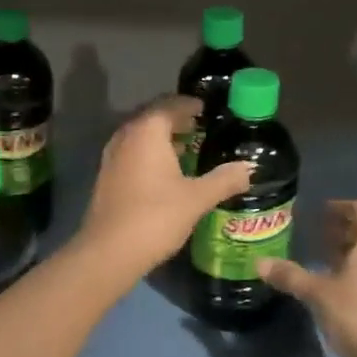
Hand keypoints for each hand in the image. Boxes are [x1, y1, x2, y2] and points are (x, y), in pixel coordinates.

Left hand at [74, 96, 254, 280]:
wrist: (109, 252)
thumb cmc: (156, 216)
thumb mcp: (197, 198)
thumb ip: (224, 179)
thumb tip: (249, 168)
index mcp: (148, 131)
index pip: (170, 104)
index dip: (189, 104)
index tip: (206, 109)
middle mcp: (126, 136)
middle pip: (153, 117)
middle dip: (176, 120)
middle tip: (200, 127)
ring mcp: (112, 156)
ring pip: (140, 136)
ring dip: (162, 138)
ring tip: (188, 149)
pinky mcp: (107, 176)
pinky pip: (132, 153)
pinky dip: (150, 154)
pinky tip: (166, 172)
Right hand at [257, 200, 356, 356]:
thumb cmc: (355, 315)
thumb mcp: (317, 293)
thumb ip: (289, 275)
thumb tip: (259, 262)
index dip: (341, 206)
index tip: (319, 211)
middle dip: (341, 227)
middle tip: (314, 231)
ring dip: (346, 248)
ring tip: (319, 254)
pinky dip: (352, 267)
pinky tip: (331, 281)